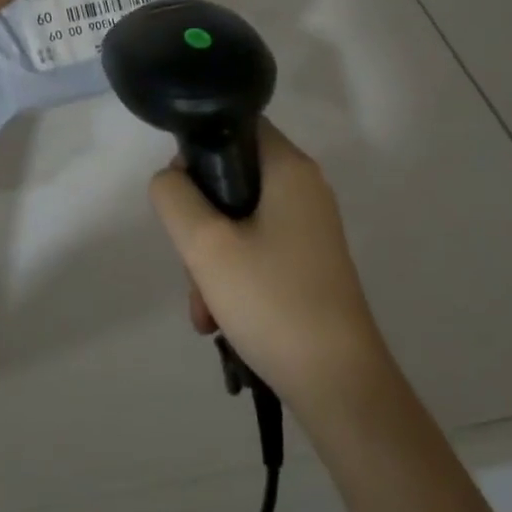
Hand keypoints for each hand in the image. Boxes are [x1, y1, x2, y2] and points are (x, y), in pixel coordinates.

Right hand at [150, 121, 387, 416]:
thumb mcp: (206, 244)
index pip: (237, 125)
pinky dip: (232, 278)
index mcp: (290, 169)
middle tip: (190, 265)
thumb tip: (172, 179)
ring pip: (239, 221)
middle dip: (199, 223)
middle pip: (233, 179)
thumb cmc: (272, 301)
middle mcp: (304, 189)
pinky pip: (256, 250)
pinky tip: (218, 321)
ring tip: (203, 310)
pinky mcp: (307, 263)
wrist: (339, 386)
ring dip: (210, 260)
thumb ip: (174, 197)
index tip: (180, 193)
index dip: (200, 148)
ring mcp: (308, 228)